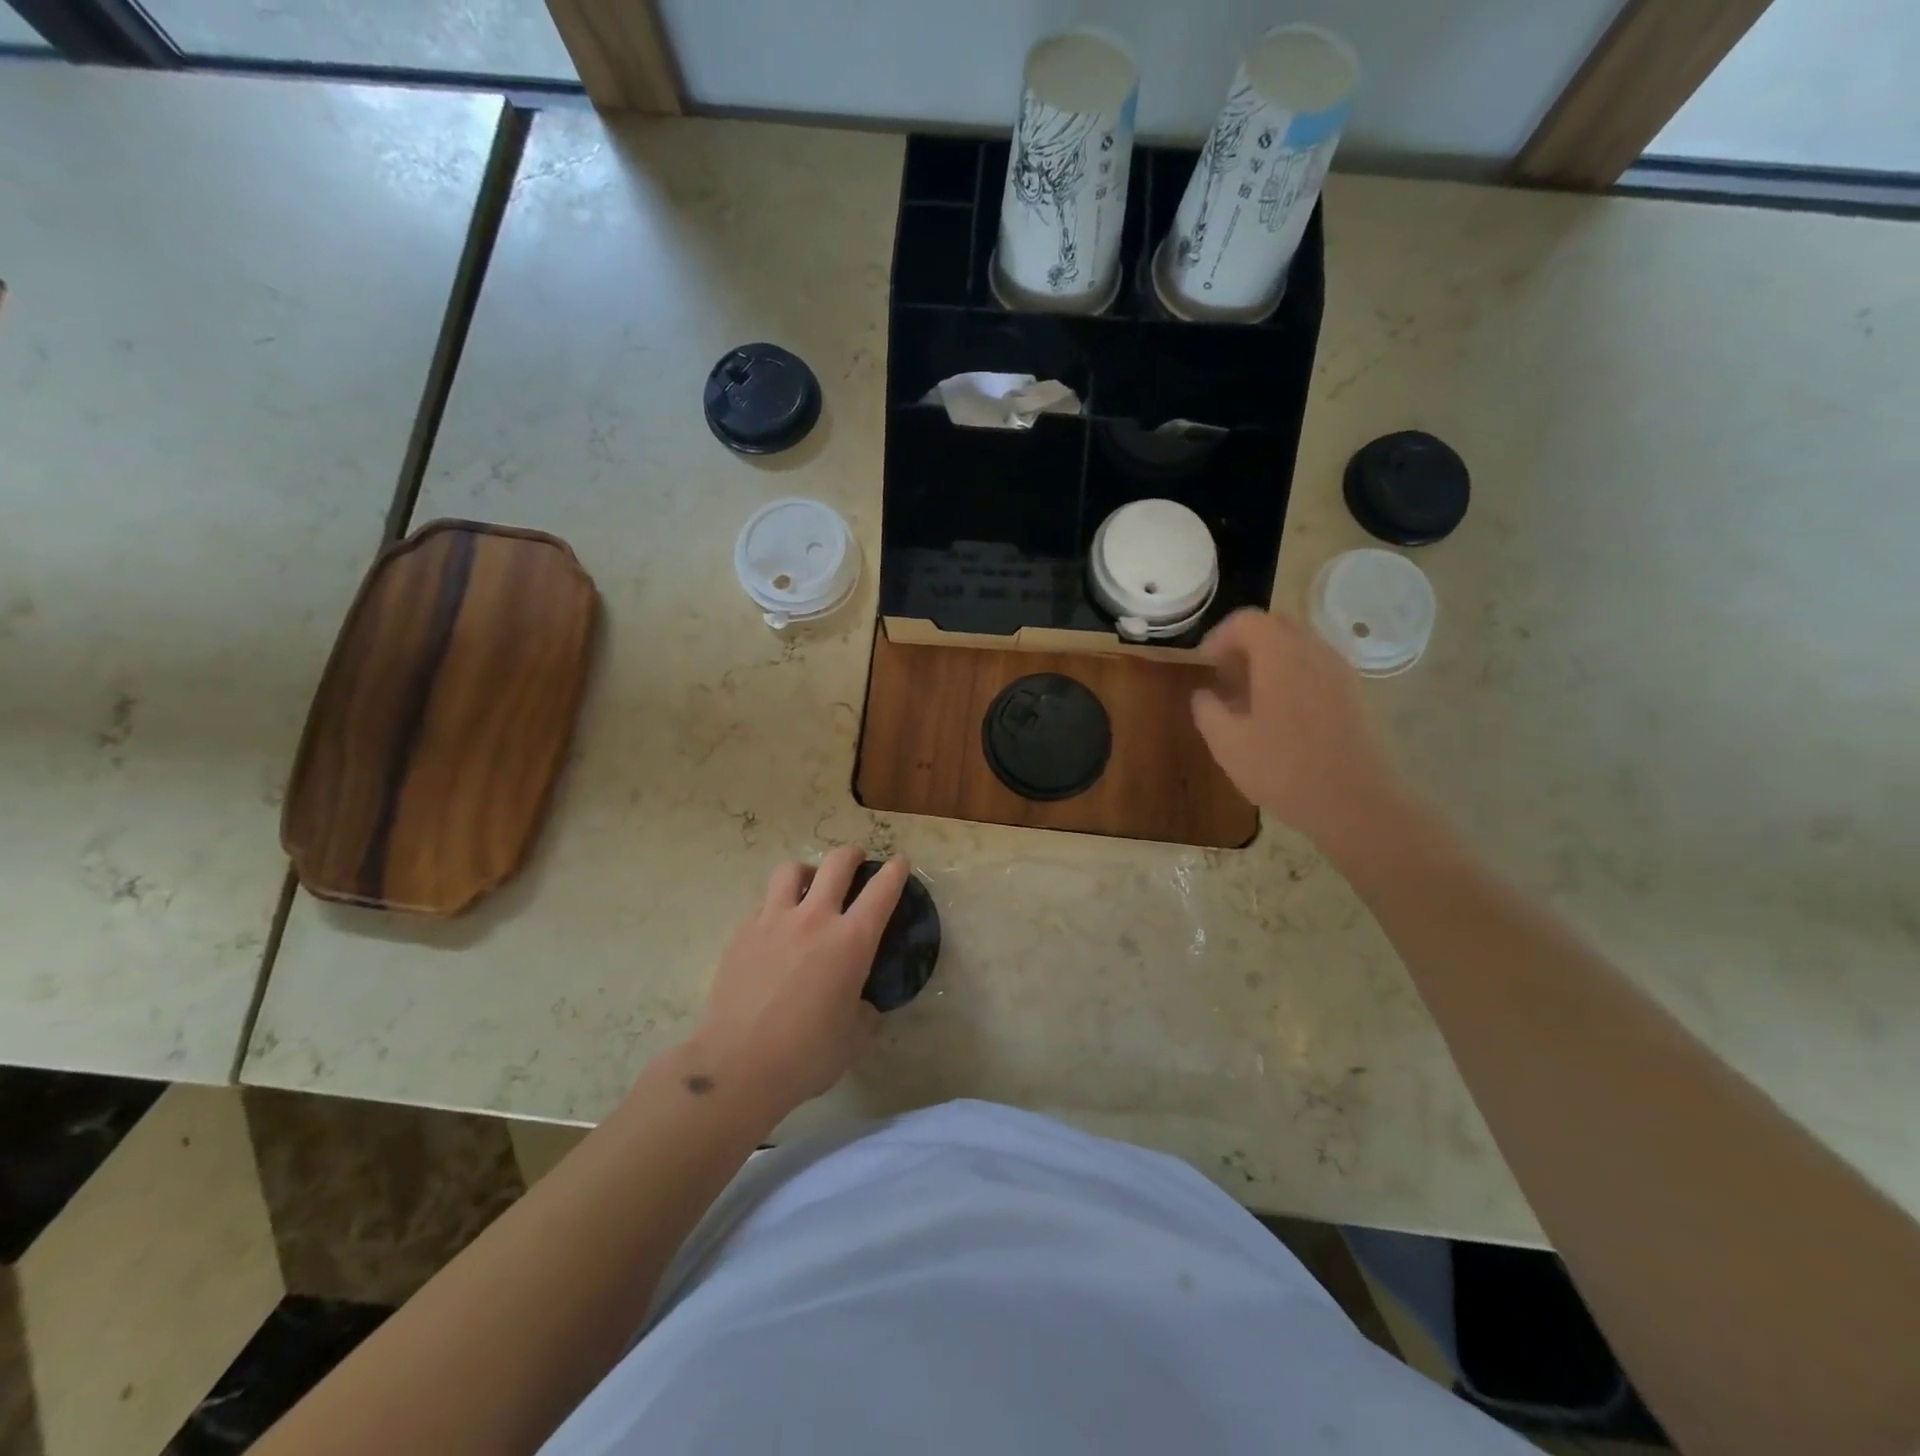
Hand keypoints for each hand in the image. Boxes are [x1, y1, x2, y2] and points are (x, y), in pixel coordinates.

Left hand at [683, 846, 907, 1119]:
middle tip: (857, 859)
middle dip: (852, 854)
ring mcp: (773, 921)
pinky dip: (777, 904)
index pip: (882, 891)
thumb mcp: (854, 1038)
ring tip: (810, 884)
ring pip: (792, 870)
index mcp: (851, 941)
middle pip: (837, 863)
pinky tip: (777, 926)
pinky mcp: (742, 933)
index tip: (900, 862)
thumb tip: (861, 1004)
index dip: (895, 871)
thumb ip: (865, 1013)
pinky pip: (765, 902)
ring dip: (808, 871)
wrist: (737, 1065)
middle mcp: (814, 919)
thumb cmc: (806, 1055)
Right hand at [1191, 609, 1406, 849]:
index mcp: (1280, 655)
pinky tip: (1280, 715)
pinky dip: (1293, 676)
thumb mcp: (1226, 743)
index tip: (1205, 666)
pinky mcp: (1354, 693)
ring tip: (1250, 699)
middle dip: (1245, 644)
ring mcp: (1340, 671)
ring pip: (1299, 646)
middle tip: (1225, 678)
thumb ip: (1207, 710)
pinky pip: (1316, 667)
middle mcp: (1314, 651)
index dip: (1218, 637)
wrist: (1355, 803)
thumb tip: (1204, 694)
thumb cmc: (1283, 769)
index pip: (1246, 620)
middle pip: (1276, 626)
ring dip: (1270, 661)